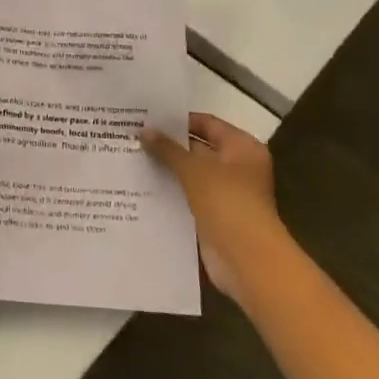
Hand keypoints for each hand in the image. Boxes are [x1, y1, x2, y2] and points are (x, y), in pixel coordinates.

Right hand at [140, 113, 285, 304]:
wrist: (247, 261)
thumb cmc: (227, 203)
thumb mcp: (194, 170)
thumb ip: (168, 149)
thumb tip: (144, 130)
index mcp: (242, 148)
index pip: (207, 123)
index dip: (179, 120)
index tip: (148, 117)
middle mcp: (237, 168)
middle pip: (198, 149)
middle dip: (168, 146)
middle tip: (133, 137)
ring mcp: (226, 194)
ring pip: (190, 175)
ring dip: (166, 170)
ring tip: (130, 158)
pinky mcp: (214, 217)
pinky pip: (188, 198)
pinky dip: (170, 193)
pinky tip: (141, 187)